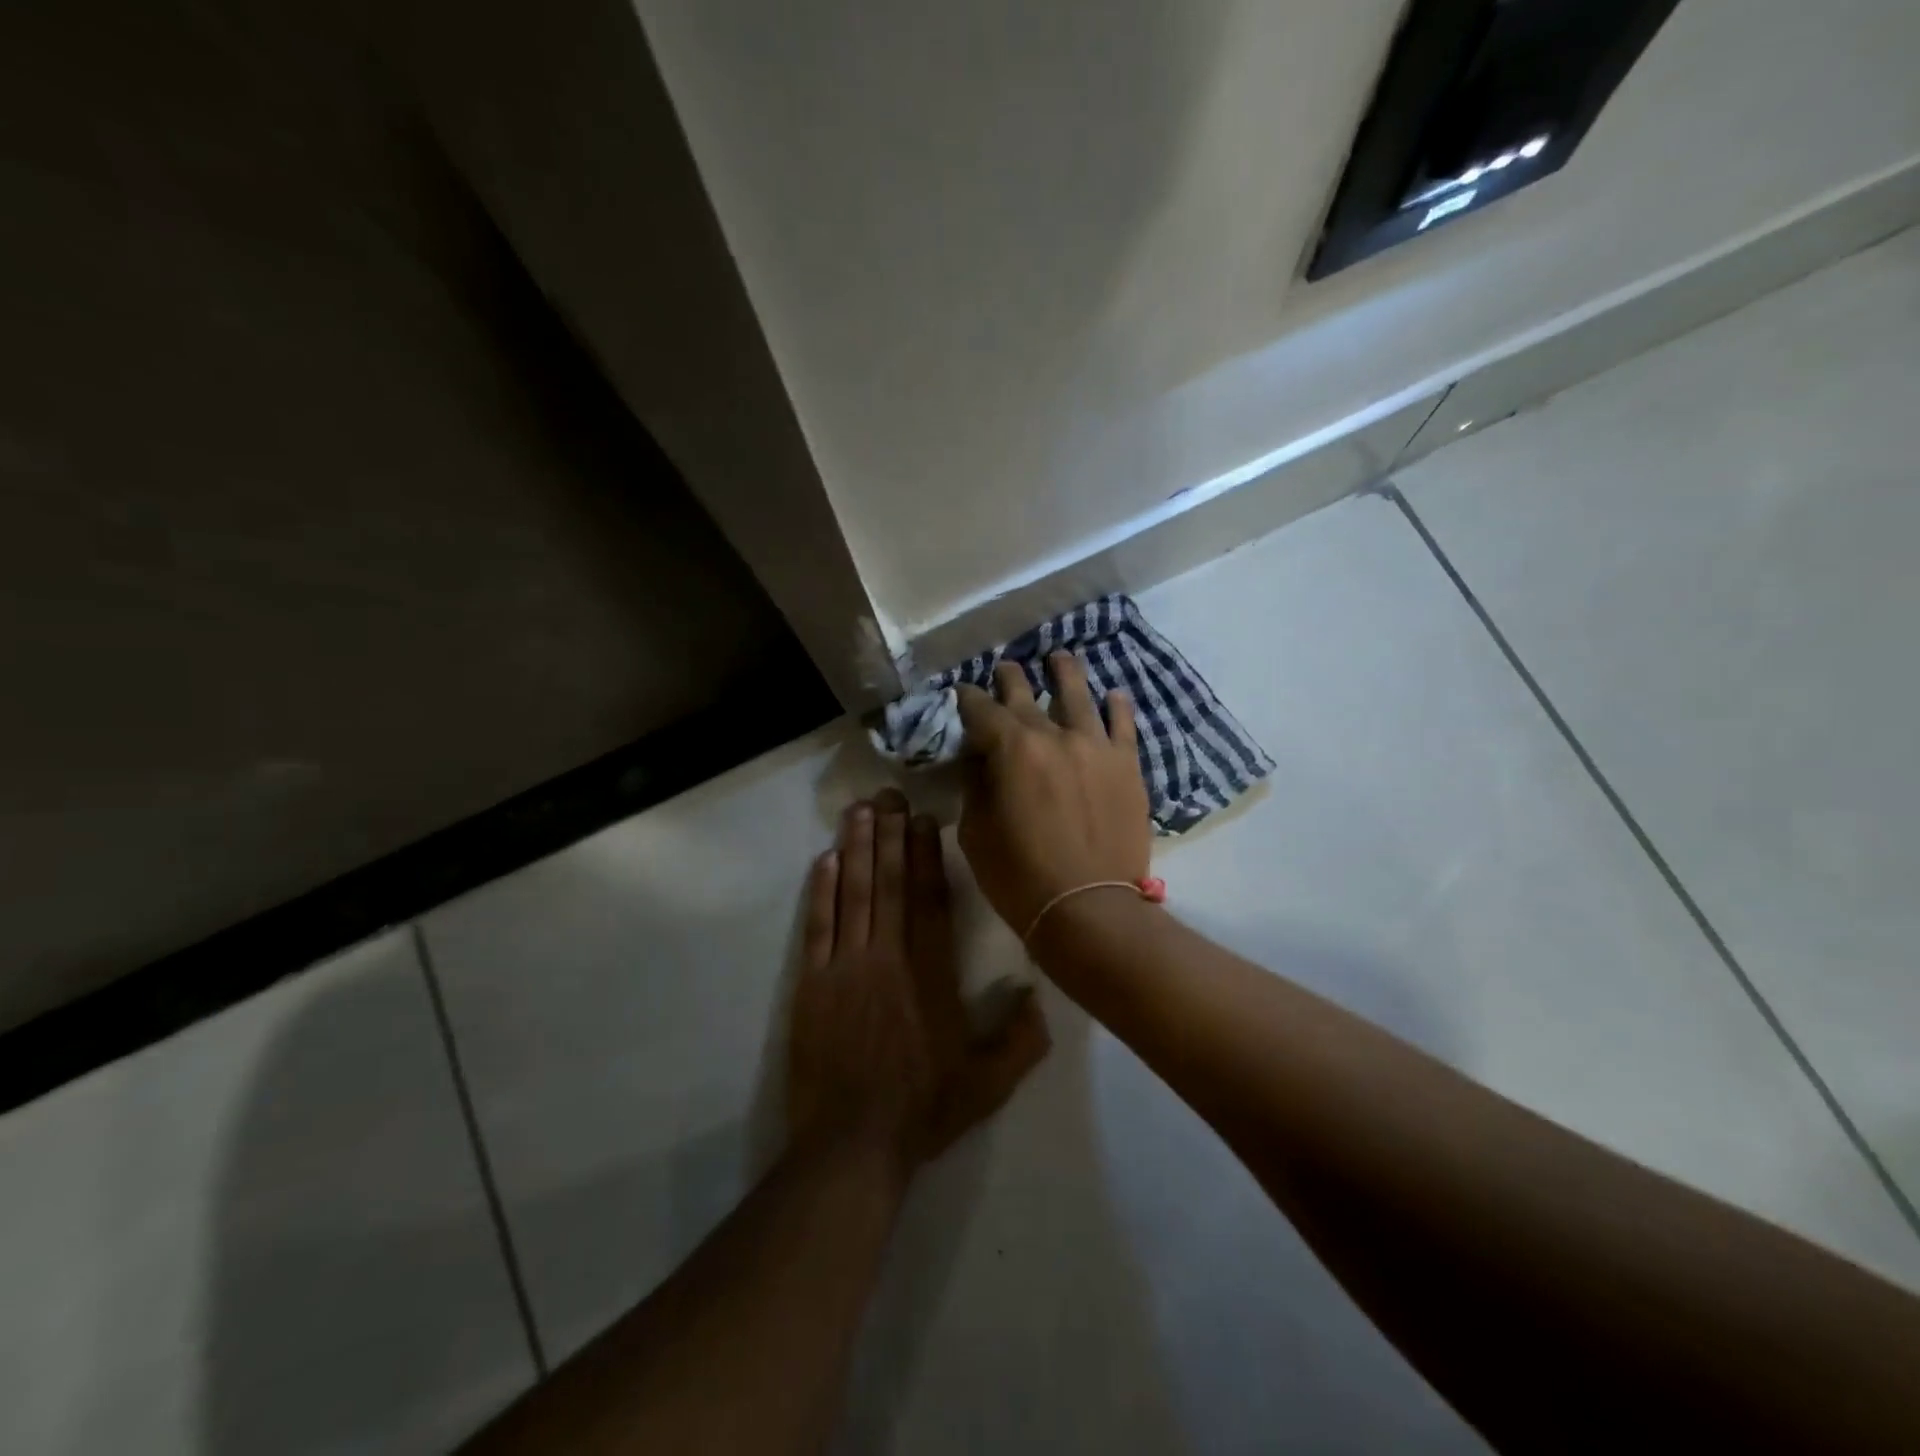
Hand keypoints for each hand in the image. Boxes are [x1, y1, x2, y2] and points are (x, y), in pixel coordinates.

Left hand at [787, 789, 1050, 1174]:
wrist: (851, 1147)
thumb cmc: (923, 1110)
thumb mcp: (989, 1084)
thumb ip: (1022, 1039)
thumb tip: (1040, 993)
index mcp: (931, 975)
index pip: (929, 900)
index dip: (925, 854)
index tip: (922, 818)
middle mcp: (888, 958)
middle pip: (889, 884)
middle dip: (888, 835)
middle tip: (887, 794)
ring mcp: (845, 968)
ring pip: (853, 894)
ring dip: (855, 849)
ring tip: (858, 810)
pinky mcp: (812, 984)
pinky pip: (818, 926)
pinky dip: (821, 891)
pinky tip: (824, 860)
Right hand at [955, 653, 1152, 935]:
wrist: (1089, 907)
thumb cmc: (1019, 876)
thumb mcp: (975, 832)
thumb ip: (975, 786)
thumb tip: (979, 759)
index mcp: (1011, 749)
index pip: (981, 710)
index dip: (967, 699)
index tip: (962, 692)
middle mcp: (1054, 735)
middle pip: (1026, 694)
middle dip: (1010, 679)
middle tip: (1005, 669)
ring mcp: (1096, 746)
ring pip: (1079, 695)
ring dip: (1064, 673)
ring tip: (1059, 658)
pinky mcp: (1127, 766)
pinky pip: (1123, 725)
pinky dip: (1116, 706)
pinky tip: (1112, 695)